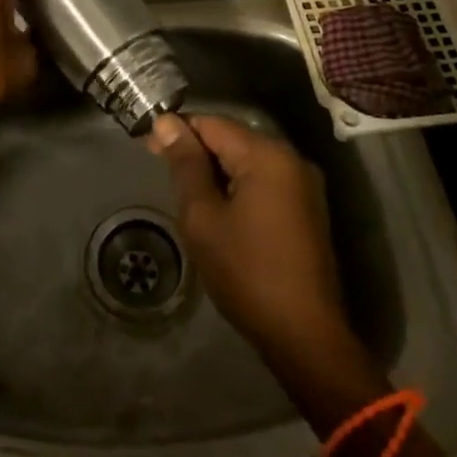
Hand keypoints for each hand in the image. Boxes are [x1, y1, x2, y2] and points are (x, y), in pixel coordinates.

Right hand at [153, 113, 382, 410]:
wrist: (305, 335)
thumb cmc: (246, 272)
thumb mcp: (203, 217)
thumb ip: (186, 165)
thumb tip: (167, 122)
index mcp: (267, 154)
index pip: (211, 123)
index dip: (177, 131)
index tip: (148, 148)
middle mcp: (291, 158)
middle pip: (232, 138)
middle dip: (196, 151)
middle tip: (163, 173)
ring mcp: (304, 184)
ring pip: (248, 160)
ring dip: (216, 170)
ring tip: (187, 194)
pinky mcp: (307, 208)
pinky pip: (264, 180)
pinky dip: (238, 185)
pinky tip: (219, 209)